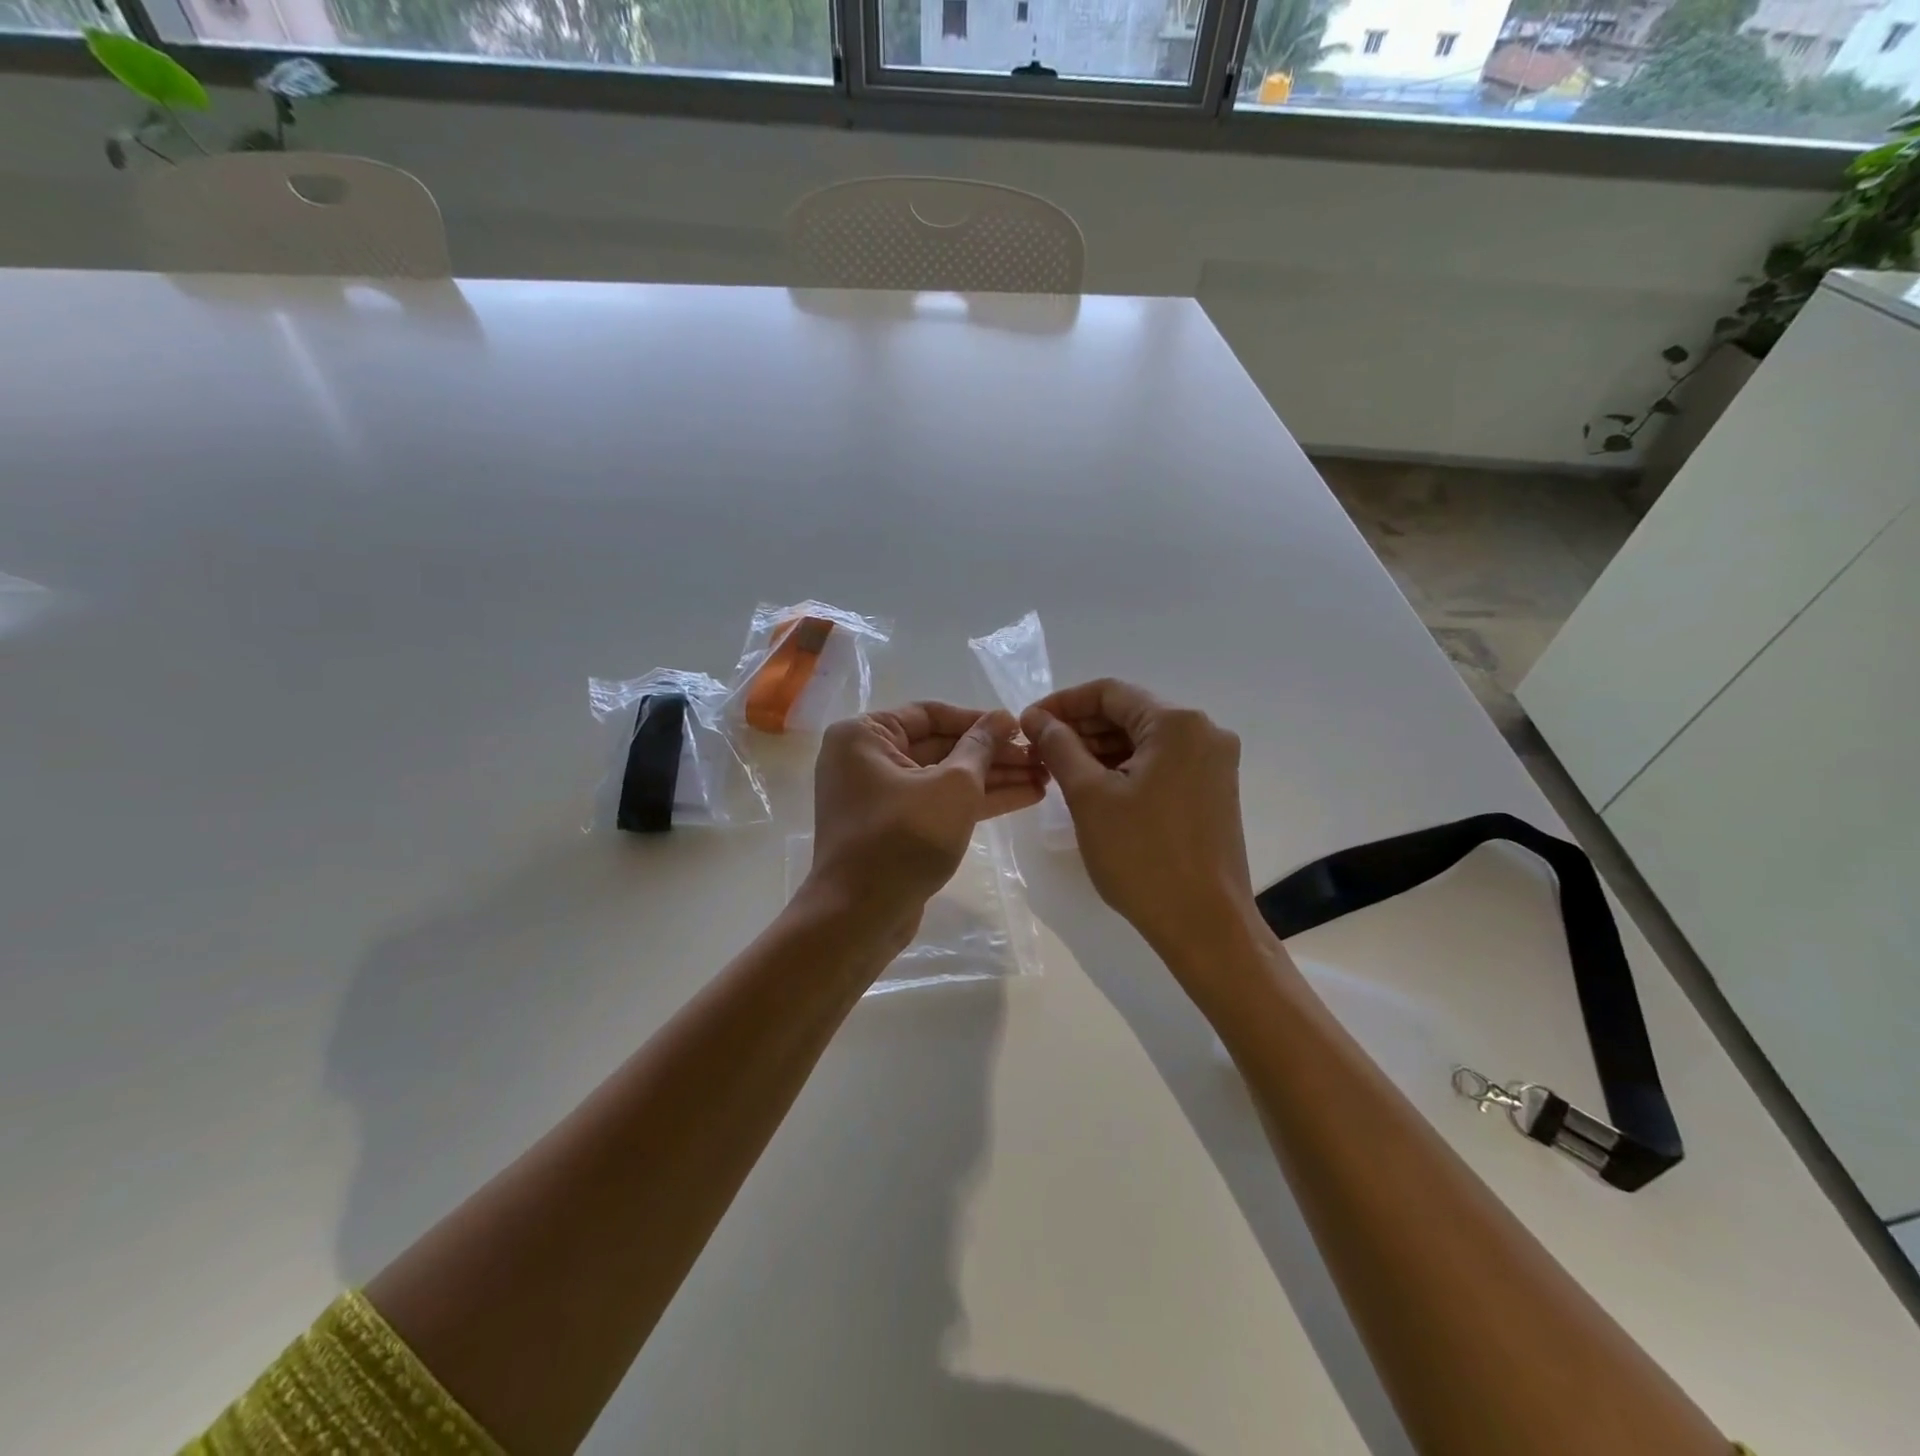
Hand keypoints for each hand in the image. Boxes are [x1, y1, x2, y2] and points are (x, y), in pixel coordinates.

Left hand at [807, 702, 1043, 934]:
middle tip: (1039, 756)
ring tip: (1042, 777)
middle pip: (939, 746)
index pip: (929, 714)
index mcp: (864, 735)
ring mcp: (878, 796)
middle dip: (991, 753)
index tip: (1019, 727)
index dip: (978, 719)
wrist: (861, 915)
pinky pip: (937, 803)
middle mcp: (865, 759)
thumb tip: (1003, 717)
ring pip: (943, 778)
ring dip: (991, 778)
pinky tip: (1022, 797)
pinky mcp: (893, 828)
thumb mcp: (953, 786)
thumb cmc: (904, 837)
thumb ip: (981, 747)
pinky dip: (974, 801)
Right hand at [1021, 679, 1253, 956]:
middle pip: (1129, 713)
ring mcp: (1214, 762)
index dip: (1063, 703)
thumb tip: (1036, 717)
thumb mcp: (1089, 796)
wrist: (1204, 924)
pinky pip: (1161, 763)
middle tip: (1038, 750)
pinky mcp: (1212, 790)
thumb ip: (1059, 746)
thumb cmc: (1142, 856)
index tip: (1028, 723)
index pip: (1110, 692)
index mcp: (1177, 723)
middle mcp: (1204, 732)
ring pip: (1144, 740)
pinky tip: (1093, 787)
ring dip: (1100, 749)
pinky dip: (1125, 768)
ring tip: (1058, 771)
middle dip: (1081, 728)